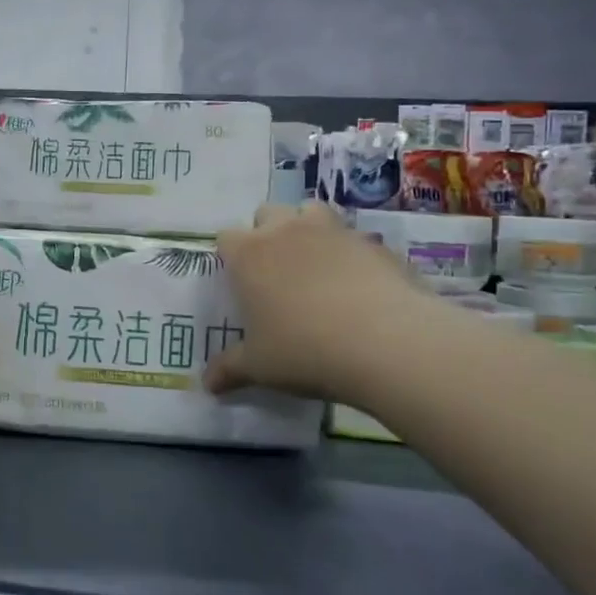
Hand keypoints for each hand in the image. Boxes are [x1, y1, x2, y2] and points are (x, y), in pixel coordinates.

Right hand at [204, 202, 416, 398]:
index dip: (231, 256)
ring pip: (311, 210)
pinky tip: (358, 284)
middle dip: (267, 233)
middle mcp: (286, 231)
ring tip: (315, 264)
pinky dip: (349, 252)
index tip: (239, 281)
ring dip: (307, 227)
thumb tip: (208, 384)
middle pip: (267, 213)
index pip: (226, 237)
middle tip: (275, 272)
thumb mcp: (260, 367)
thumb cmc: (304, 350)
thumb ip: (230, 368)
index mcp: (249, 255)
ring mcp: (332, 231)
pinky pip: (353, 237)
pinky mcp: (373, 242)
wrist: (386, 342)